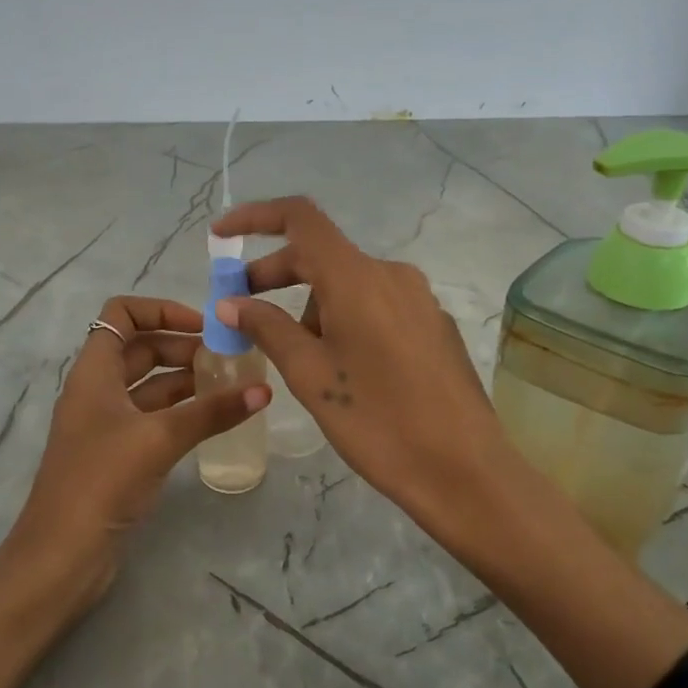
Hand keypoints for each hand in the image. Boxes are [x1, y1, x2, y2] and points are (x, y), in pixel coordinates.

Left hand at [0, 295, 269, 622]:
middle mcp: (98, 391)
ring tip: (232, 384)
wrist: (61, 556)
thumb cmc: (101, 481)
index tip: (202, 327)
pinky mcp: (118, 456)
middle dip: (184, 346)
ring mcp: (107, 425)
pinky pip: (154, 419)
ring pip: (151, 386)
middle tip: (230, 359)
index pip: (120, 314)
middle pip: (141, 349)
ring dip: (187, 380)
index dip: (160, 310)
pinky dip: (182, 413)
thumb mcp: (159, 438)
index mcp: (94, 372)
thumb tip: (263, 391)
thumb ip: (211, 412)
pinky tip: (215, 419)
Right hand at [210, 197, 509, 536]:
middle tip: (242, 312)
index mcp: (357, 278)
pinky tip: (342, 366)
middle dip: (275, 276)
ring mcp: (418, 299)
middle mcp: (391, 275)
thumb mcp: (311, 376)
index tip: (221, 237)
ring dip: (311, 305)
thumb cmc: (378, 422)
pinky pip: (376, 305)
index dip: (255, 217)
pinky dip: (344, 318)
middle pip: (322, 254)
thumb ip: (267, 329)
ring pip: (348, 284)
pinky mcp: (433, 325)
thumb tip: (230, 303)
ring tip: (297, 358)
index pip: (300, 219)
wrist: (465, 470)